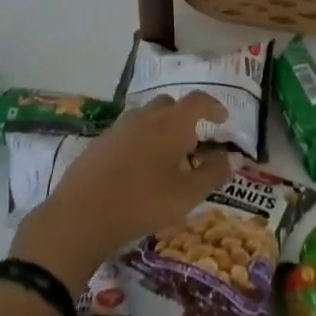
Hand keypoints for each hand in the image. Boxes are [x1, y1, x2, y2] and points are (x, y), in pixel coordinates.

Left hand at [12, 93, 232, 290]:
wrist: (82, 214)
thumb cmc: (144, 202)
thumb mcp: (187, 194)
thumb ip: (213, 173)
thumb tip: (232, 157)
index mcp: (171, 123)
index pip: (198, 101)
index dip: (213, 106)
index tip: (223, 119)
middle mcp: (146, 116)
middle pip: (170, 105)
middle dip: (185, 119)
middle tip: (192, 145)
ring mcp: (119, 127)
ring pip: (147, 118)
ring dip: (161, 130)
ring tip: (166, 161)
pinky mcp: (100, 142)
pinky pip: (128, 133)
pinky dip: (140, 142)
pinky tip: (138, 171)